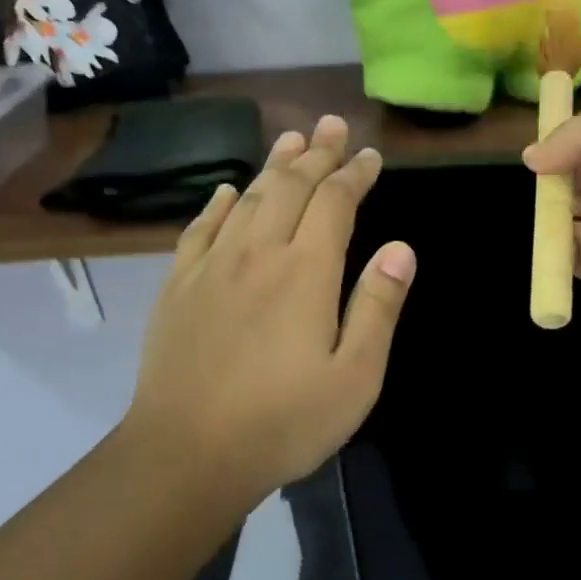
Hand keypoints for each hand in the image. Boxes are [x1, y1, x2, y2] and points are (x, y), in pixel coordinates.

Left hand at [131, 115, 416, 502]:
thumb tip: (402, 249)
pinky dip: (216, 203)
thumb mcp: (356, 376)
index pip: (335, 203)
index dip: (354, 174)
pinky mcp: (178, 288)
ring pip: (245, 198)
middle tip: (332, 124)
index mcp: (306, 271)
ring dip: (272, 165)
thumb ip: (378, 306)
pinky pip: (199, 229)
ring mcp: (212, 267)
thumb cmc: (284, 421)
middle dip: (316, 153)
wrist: (186, 454)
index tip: (370, 156)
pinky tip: (224, 191)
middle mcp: (258, 253)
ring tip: (290, 139)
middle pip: (290, 187)